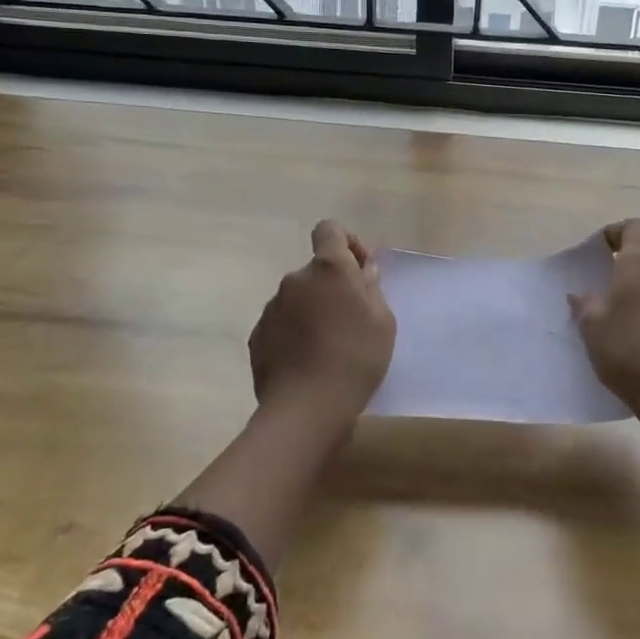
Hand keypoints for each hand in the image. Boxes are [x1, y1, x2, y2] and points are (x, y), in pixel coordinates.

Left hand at [248, 220, 395, 431]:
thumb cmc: (356, 358)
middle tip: (352, 320)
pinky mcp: (257, 335)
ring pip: (298, 298)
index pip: (329, 230)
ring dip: (313, 311)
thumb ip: (371, 287)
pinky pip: (282, 323)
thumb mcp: (382, 321)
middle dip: (332, 286)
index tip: (359, 270)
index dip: (346, 242)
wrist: (306, 409)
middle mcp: (295, 279)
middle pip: (316, 271)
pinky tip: (307, 362)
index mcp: (328, 269)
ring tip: (329, 347)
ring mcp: (272, 308)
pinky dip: (294, 333)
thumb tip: (362, 270)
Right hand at [570, 219, 639, 439]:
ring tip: (618, 329)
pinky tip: (639, 349)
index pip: (637, 228)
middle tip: (600, 299)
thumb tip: (582, 295)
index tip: (598, 252)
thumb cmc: (630, 351)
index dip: (617, 233)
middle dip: (623, 275)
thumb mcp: (592, 328)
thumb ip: (585, 305)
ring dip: (639, 300)